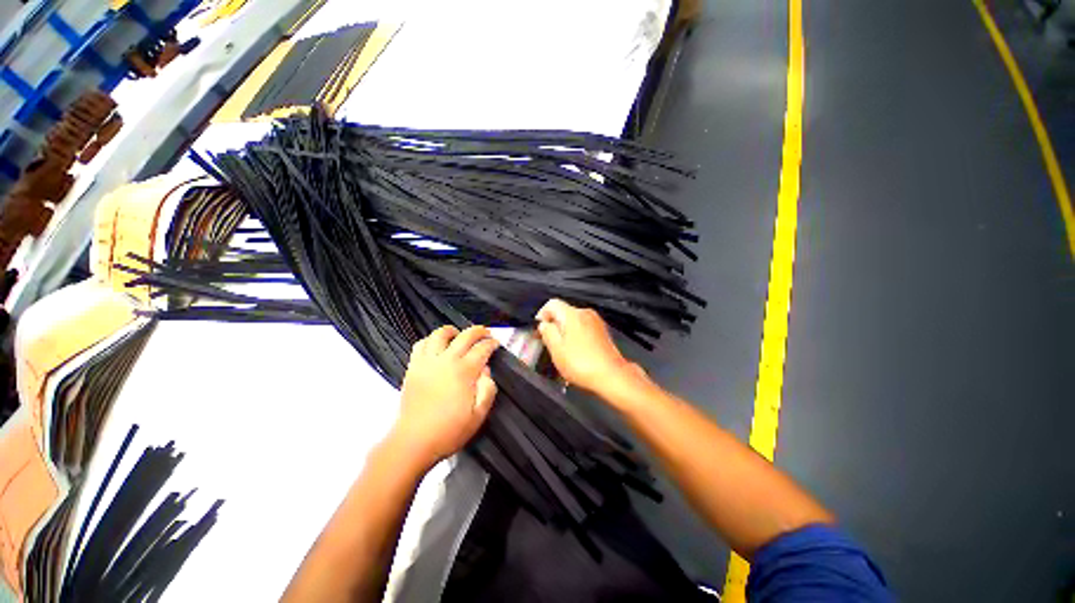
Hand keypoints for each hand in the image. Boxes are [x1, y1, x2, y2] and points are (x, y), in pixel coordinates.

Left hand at [391, 325, 498, 469]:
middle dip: (479, 331)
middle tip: (485, 334)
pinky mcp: (413, 367)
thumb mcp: (479, 415)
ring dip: (453, 331)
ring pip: (440, 334)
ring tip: (458, 336)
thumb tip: (486, 370)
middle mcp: (446, 360)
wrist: (414, 442)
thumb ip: (487, 389)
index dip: (491, 343)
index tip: (496, 344)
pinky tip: (437, 347)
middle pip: (465, 335)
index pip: (482, 348)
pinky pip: (421, 344)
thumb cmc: (450, 430)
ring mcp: (427, 362)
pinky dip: (431, 340)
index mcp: (464, 371)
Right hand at [535, 299, 643, 396]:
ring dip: (565, 331)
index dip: (542, 315)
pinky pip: (583, 327)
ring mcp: (596, 321)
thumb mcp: (556, 349)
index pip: (552, 303)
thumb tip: (544, 324)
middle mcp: (585, 313)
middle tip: (549, 342)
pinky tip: (576, 351)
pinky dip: (576, 335)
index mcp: (572, 315)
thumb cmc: (582, 364)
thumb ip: (547, 332)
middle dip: (554, 325)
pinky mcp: (602, 331)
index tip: (539, 330)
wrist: (611, 376)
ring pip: (573, 320)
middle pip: (563, 312)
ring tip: (562, 350)